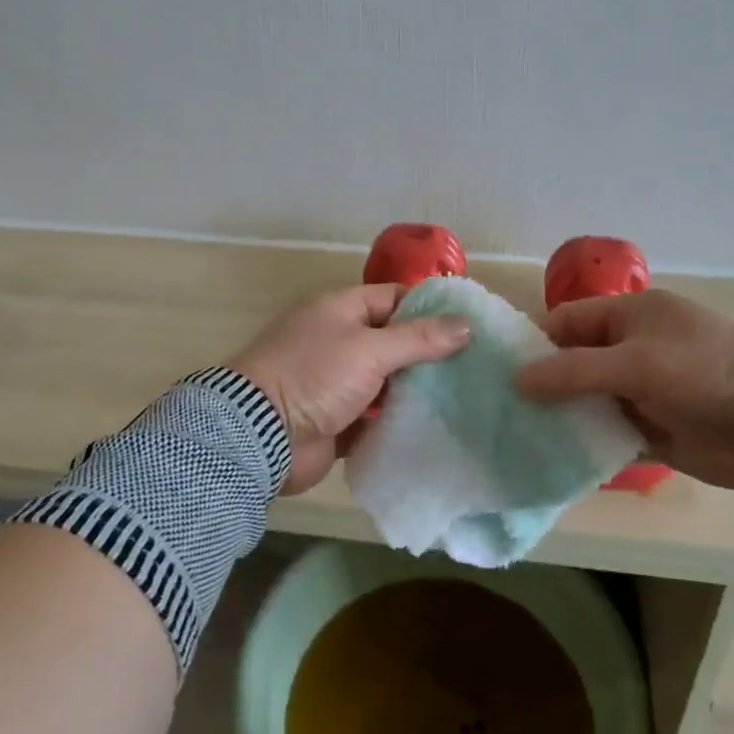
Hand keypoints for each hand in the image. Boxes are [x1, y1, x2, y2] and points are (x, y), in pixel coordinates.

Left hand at [229, 285, 472, 494]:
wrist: (259, 435)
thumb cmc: (314, 376)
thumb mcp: (370, 349)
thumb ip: (419, 339)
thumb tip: (467, 324)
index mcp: (340, 310)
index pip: (394, 298)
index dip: (430, 308)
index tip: (469, 326)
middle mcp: (338, 341)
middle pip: (393, 342)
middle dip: (429, 354)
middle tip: (474, 367)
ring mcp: (335, 382)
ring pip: (386, 381)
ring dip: (416, 390)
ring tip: (464, 398)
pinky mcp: (335, 420)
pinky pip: (374, 417)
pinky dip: (397, 421)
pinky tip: (434, 426)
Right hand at [513, 290, 733, 489]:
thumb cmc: (704, 372)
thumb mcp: (636, 362)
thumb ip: (573, 371)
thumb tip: (516, 380)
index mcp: (630, 316)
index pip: (567, 322)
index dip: (533, 343)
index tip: (497, 371)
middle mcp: (632, 350)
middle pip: (572, 365)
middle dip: (541, 386)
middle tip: (497, 410)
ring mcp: (643, 393)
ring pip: (587, 402)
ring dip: (560, 418)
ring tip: (515, 438)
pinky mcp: (654, 431)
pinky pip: (608, 435)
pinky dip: (586, 445)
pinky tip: (553, 460)